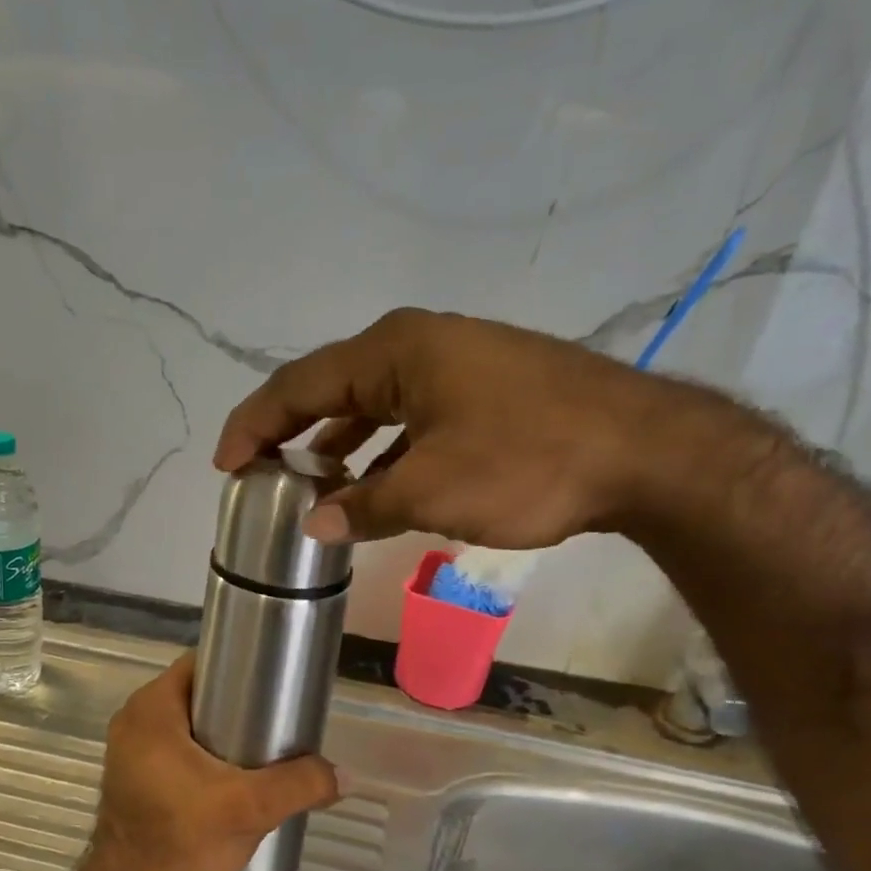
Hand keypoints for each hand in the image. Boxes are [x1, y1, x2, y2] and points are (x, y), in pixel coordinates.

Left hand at [82, 654, 339, 870]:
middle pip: (196, 694)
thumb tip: (346, 776)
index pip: (200, 664)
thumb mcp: (249, 809)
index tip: (274, 682)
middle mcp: (133, 721)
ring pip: (188, 725)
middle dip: (237, 703)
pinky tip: (235, 776)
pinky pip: (176, 749)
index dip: (239, 666)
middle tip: (277, 719)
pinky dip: (205, 754)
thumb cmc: (182, 841)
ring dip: (222, 733)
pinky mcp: (135, 778)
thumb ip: (300, 784)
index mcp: (151, 710)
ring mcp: (131, 752)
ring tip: (264, 749)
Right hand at [214, 308, 718, 547]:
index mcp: (395, 351)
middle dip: (291, 433)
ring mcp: (456, 363)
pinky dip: (383, 448)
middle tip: (260, 476)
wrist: (645, 452)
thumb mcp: (433, 491)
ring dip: (339, 443)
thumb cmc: (528, 462)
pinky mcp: (484, 388)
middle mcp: (419, 344)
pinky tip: (376, 482)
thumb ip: (364, 506)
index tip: (225, 466)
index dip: (254, 425)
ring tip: (310, 486)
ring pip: (373, 403)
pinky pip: (411, 415)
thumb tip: (316, 526)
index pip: (298, 385)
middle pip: (331, 387)